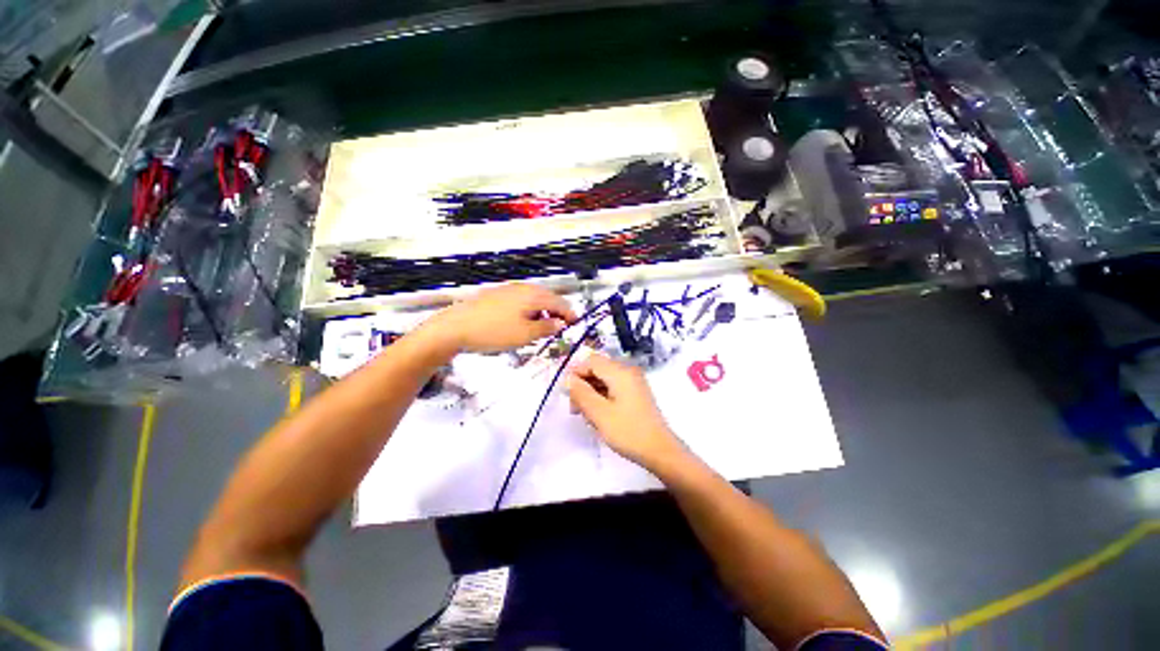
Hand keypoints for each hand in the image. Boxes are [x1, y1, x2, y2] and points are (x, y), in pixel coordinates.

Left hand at [421, 283, 576, 353]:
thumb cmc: (494, 332)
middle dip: (557, 312)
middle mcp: (523, 288)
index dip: (570, 314)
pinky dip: (529, 310)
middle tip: (560, 328)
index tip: (575, 325)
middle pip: (547, 298)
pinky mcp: (497, 295)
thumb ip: (547, 328)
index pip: (560, 302)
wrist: (455, 327)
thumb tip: (560, 323)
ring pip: (534, 299)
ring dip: (543, 312)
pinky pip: (521, 300)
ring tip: (542, 328)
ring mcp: (508, 290)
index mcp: (533, 295)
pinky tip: (523, 322)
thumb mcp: (525, 335)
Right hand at [566, 352, 687, 469]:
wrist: (660, 451)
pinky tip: (598, 414)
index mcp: (620, 372)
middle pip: (598, 368)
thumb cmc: (628, 431)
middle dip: (583, 384)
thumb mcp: (599, 413)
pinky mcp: (636, 393)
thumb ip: (581, 393)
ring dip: (591, 392)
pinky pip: (613, 387)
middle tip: (574, 407)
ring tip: (584, 414)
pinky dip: (602, 396)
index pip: (592, 361)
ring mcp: (634, 382)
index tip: (566, 392)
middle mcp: (628, 371)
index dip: (576, 372)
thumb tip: (567, 379)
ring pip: (605, 379)